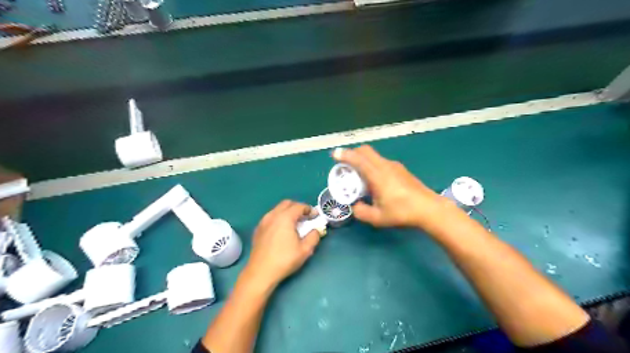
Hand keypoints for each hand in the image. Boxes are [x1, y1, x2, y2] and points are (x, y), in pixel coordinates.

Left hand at [244, 199, 321, 291]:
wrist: (260, 272)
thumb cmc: (285, 260)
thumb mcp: (305, 250)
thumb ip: (314, 236)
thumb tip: (316, 230)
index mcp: (285, 218)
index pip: (299, 206)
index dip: (309, 209)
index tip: (315, 216)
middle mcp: (273, 215)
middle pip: (287, 204)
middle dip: (298, 207)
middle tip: (305, 217)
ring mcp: (263, 222)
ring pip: (277, 209)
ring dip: (287, 212)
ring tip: (294, 224)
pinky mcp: (258, 229)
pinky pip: (271, 217)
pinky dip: (279, 218)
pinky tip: (282, 230)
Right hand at [331, 145, 455, 229]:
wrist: (429, 209)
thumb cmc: (402, 212)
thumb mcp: (378, 218)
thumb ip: (361, 212)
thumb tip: (355, 205)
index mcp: (378, 175)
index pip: (358, 159)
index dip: (345, 155)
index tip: (335, 154)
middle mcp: (385, 166)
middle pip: (366, 151)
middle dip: (353, 153)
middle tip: (345, 165)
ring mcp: (394, 166)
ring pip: (374, 155)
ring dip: (363, 160)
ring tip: (359, 175)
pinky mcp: (401, 169)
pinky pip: (381, 161)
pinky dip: (372, 164)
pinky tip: (375, 181)